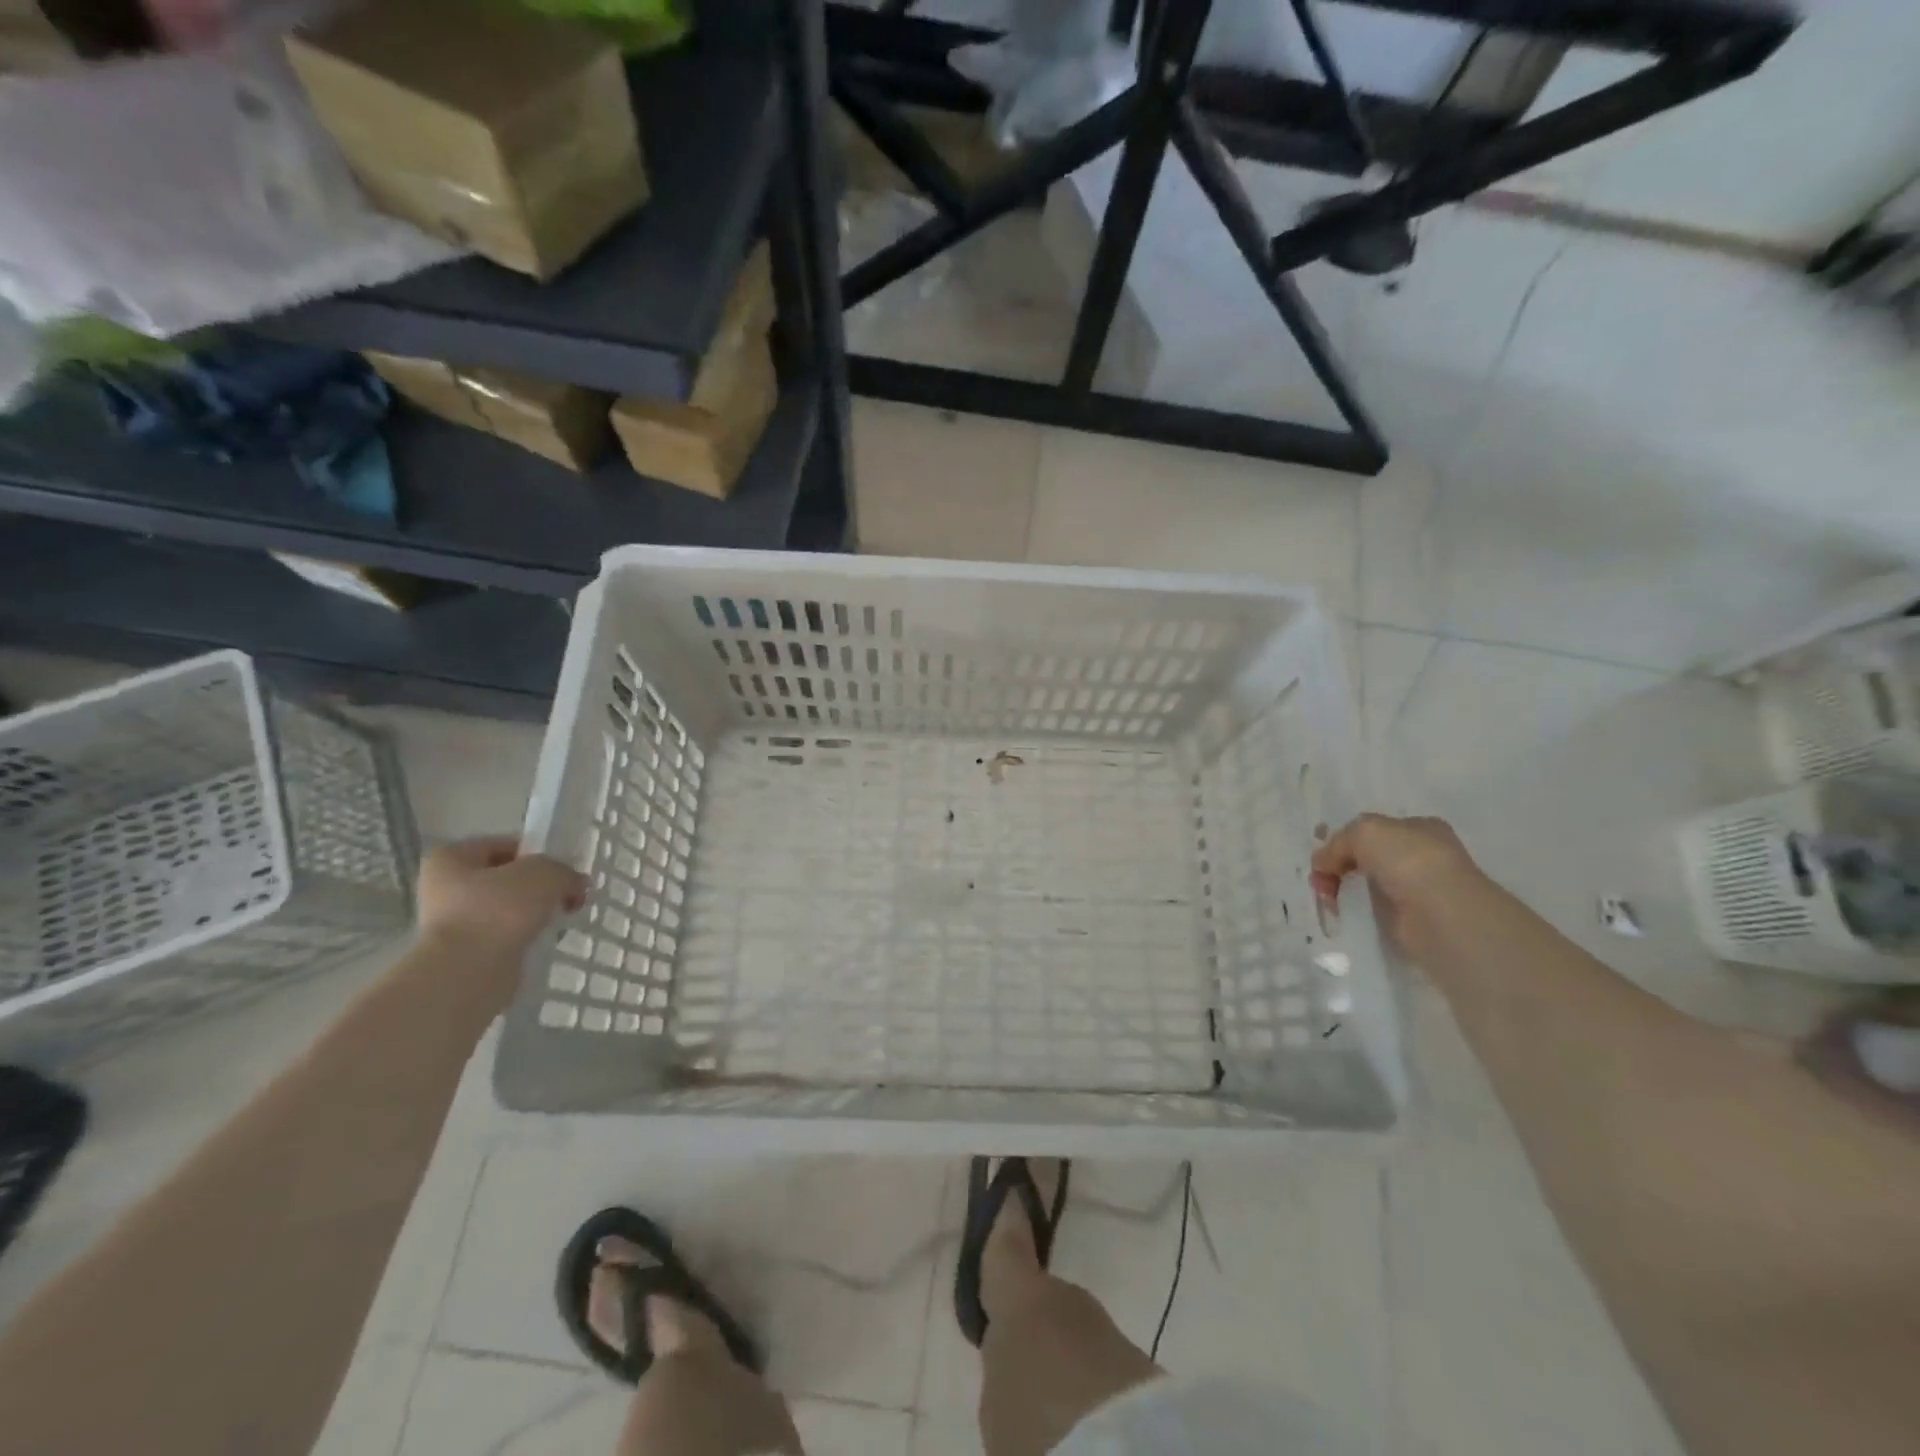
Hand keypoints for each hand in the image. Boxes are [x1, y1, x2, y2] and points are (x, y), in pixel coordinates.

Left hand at [415, 836, 586, 960]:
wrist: (468, 972)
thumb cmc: (499, 910)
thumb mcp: (545, 873)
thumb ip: (565, 871)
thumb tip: (576, 884)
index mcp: (451, 858)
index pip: (507, 846)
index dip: (541, 854)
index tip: (564, 870)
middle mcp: (445, 887)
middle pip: (509, 879)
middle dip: (542, 888)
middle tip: (569, 897)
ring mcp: (453, 923)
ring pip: (510, 909)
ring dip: (537, 913)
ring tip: (560, 921)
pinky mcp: (466, 953)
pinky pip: (507, 935)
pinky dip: (527, 937)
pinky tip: (545, 941)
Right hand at [1310, 814, 1487, 967]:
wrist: (1441, 913)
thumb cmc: (1407, 860)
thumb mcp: (1363, 831)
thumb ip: (1338, 842)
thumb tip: (1322, 864)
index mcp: (1418, 828)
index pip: (1373, 830)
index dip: (1344, 841)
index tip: (1323, 857)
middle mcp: (1421, 856)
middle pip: (1367, 858)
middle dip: (1338, 867)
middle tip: (1320, 881)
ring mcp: (1418, 889)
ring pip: (1367, 884)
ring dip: (1343, 890)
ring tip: (1328, 900)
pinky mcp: (1411, 920)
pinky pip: (1373, 910)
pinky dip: (1355, 911)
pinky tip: (1343, 913)